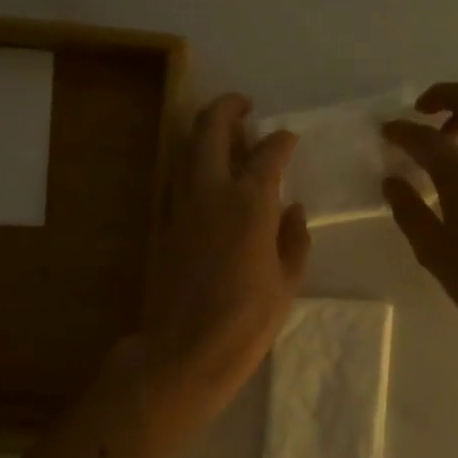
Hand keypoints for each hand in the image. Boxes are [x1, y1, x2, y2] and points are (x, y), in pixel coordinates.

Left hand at [137, 94, 310, 424]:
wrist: (184, 351)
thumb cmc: (247, 322)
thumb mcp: (287, 283)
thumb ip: (294, 239)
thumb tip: (293, 210)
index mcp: (250, 204)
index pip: (269, 152)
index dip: (282, 139)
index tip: (289, 138)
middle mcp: (211, 192)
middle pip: (212, 129)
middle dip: (228, 108)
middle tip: (244, 106)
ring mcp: (180, 206)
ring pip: (187, 148)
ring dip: (205, 131)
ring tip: (226, 134)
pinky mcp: (163, 224)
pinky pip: (177, 178)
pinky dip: (192, 163)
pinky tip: (206, 175)